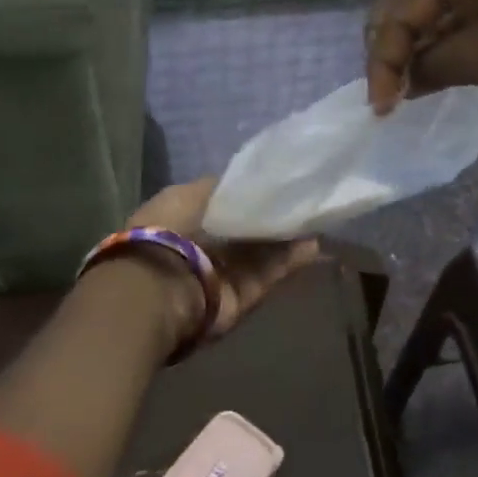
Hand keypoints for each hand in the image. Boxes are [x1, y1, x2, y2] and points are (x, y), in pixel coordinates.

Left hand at [128, 178, 321, 340]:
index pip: (227, 203)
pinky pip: (273, 273)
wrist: (161, 289)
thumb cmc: (168, 232)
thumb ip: (220, 188)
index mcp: (188, 219)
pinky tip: (313, 243)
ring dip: (288, 237)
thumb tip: (249, 183)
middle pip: (249, 229)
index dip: (252, 193)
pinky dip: (292, 260)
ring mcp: (228, 273)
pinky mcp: (246, 295)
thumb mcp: (188, 194)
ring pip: (265, 251)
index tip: (279, 181)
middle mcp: (208, 247)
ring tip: (316, 218)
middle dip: (273, 216)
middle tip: (305, 199)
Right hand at [365, 0, 477, 113]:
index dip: (384, 61)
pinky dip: (450, 37)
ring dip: (422, 45)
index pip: (399, 9)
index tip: (381, 107)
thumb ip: (430, 67)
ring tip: (410, 87)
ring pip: (439, 5)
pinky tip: (441, 66)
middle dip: (396, 49)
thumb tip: (406, 79)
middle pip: (412, 0)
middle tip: (389, 94)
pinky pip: (466, 6)